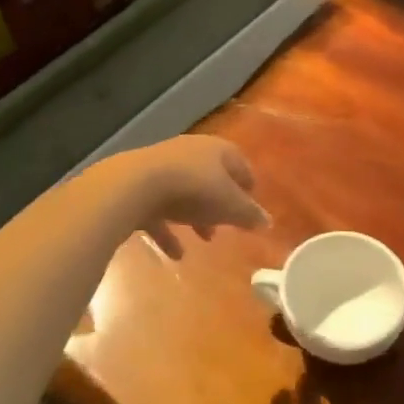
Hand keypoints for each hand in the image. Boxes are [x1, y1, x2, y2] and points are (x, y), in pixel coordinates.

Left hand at [109, 135, 268, 258]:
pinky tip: (175, 254)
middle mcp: (190, 152)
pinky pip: (159, 210)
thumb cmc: (194, 189)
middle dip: (219, 203)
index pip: (239, 163)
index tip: (252, 205)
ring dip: (194, 216)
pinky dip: (168, 231)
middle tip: (227, 225)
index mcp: (216, 150)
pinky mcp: (138, 186)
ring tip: (204, 239)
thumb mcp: (230, 205)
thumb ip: (249, 214)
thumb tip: (267, 221)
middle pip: (210, 178)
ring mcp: (161, 168)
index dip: (248, 184)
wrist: (135, 186)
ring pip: (184, 193)